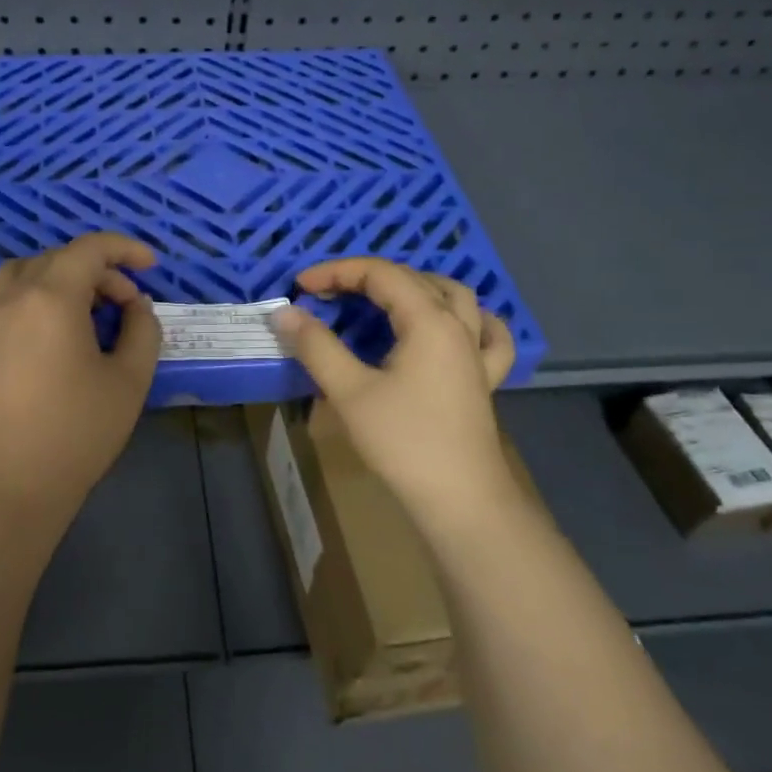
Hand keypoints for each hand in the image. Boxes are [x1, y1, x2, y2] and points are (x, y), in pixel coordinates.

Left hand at [0, 233, 162, 521]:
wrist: (15, 478)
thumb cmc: (79, 429)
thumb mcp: (131, 378)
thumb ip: (142, 329)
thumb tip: (136, 306)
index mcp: (53, 298)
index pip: (90, 250)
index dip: (125, 249)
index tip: (150, 265)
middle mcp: (13, 296)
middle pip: (59, 259)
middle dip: (99, 272)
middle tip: (125, 306)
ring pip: (21, 270)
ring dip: (56, 276)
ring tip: (79, 306)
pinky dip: (17, 293)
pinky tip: (32, 317)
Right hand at [271, 258, 520, 536]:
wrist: (460, 499)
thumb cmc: (403, 442)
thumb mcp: (349, 391)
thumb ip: (316, 346)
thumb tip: (285, 312)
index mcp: (428, 321)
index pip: (380, 274)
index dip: (336, 272)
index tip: (301, 286)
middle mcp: (458, 326)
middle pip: (413, 279)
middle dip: (366, 277)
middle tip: (327, 294)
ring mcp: (476, 352)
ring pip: (454, 297)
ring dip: (415, 286)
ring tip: (385, 295)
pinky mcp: (484, 379)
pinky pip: (487, 334)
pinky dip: (470, 319)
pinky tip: (458, 324)